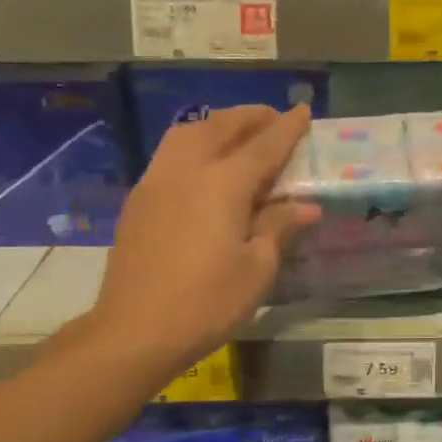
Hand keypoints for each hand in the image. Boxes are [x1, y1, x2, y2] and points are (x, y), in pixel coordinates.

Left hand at [92, 105, 319, 385]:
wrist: (134, 330)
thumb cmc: (206, 303)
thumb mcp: (257, 269)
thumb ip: (280, 227)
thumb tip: (307, 206)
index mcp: (223, 184)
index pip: (264, 145)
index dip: (287, 128)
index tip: (304, 111)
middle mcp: (188, 170)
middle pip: (223, 127)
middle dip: (252, 117)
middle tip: (274, 119)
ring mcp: (157, 181)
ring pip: (189, 132)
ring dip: (218, 124)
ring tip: (238, 133)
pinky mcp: (139, 198)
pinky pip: (170, 152)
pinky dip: (194, 142)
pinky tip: (203, 163)